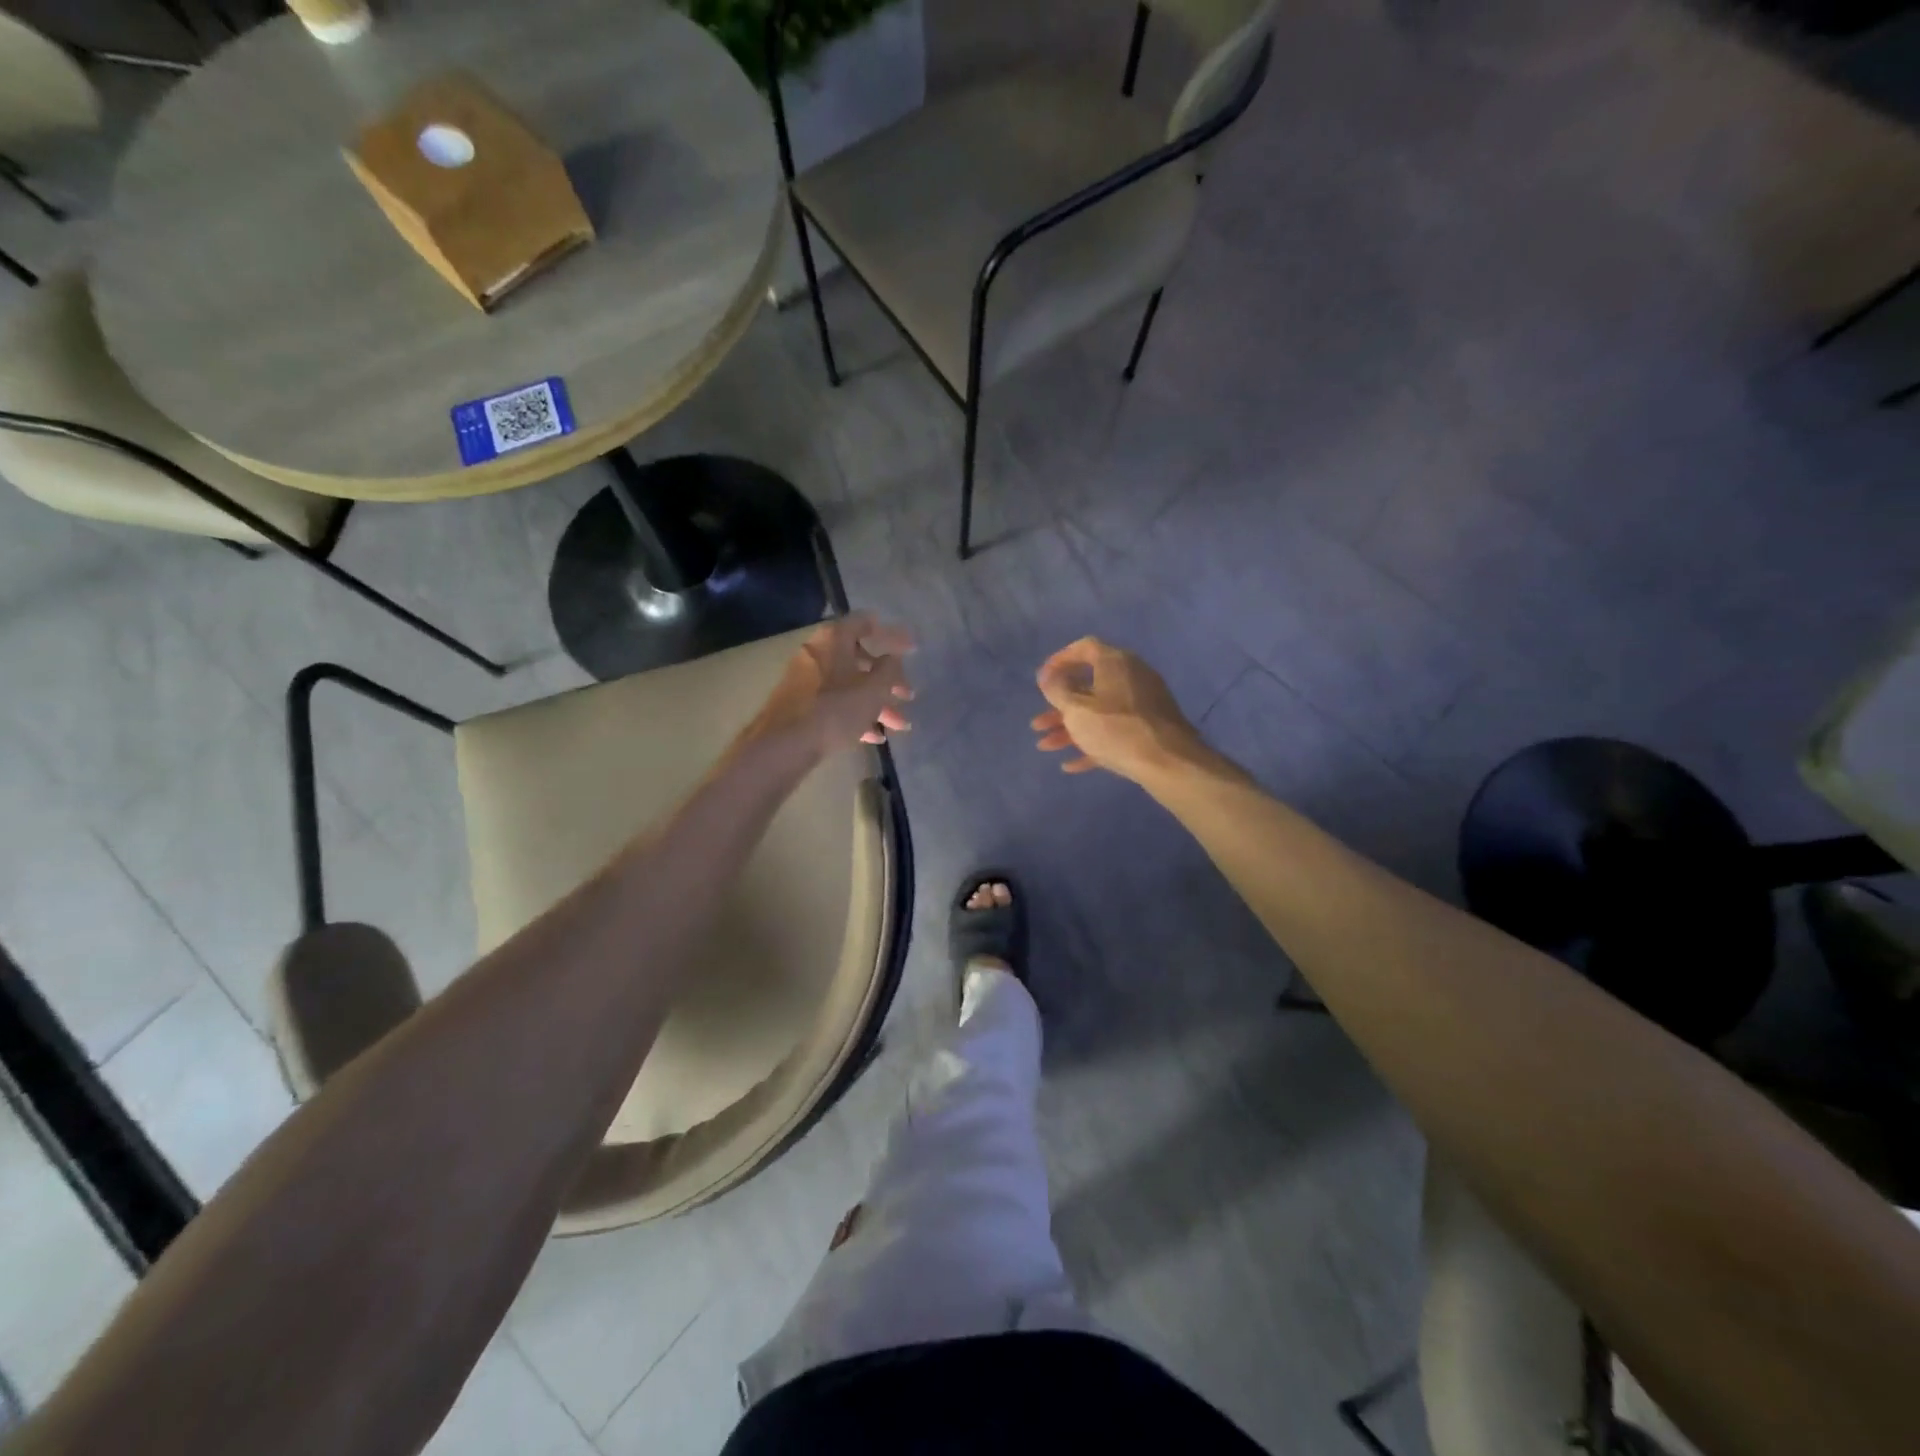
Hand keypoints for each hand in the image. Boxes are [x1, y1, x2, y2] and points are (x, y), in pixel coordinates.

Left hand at [750, 613, 913, 754]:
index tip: (911, 648)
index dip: (892, 634)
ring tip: (898, 726)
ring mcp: (806, 678)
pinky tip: (873, 737)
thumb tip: (892, 658)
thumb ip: (890, 670)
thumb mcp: (874, 689)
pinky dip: (855, 714)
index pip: (866, 623)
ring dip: (876, 703)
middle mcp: (817, 651)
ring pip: (849, 685)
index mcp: (834, 638)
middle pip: (860, 659)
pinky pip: (834, 702)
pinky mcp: (799, 703)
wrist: (784, 744)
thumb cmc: (835, 709)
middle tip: (907, 696)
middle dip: (888, 681)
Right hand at [1032, 637, 1205, 782]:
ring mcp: (1143, 704)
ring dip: (1071, 729)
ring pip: (1099, 712)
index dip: (1059, 660)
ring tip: (1045, 747)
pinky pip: (1114, 731)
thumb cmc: (1116, 729)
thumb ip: (1057, 690)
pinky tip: (1071, 765)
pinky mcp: (1149, 728)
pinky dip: (1092, 743)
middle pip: (1088, 687)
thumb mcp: (1076, 709)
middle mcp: (1131, 676)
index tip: (1042, 680)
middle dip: (1059, 707)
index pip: (1084, 648)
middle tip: (1039, 723)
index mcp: (1115, 662)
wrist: (1168, 762)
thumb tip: (1049, 676)